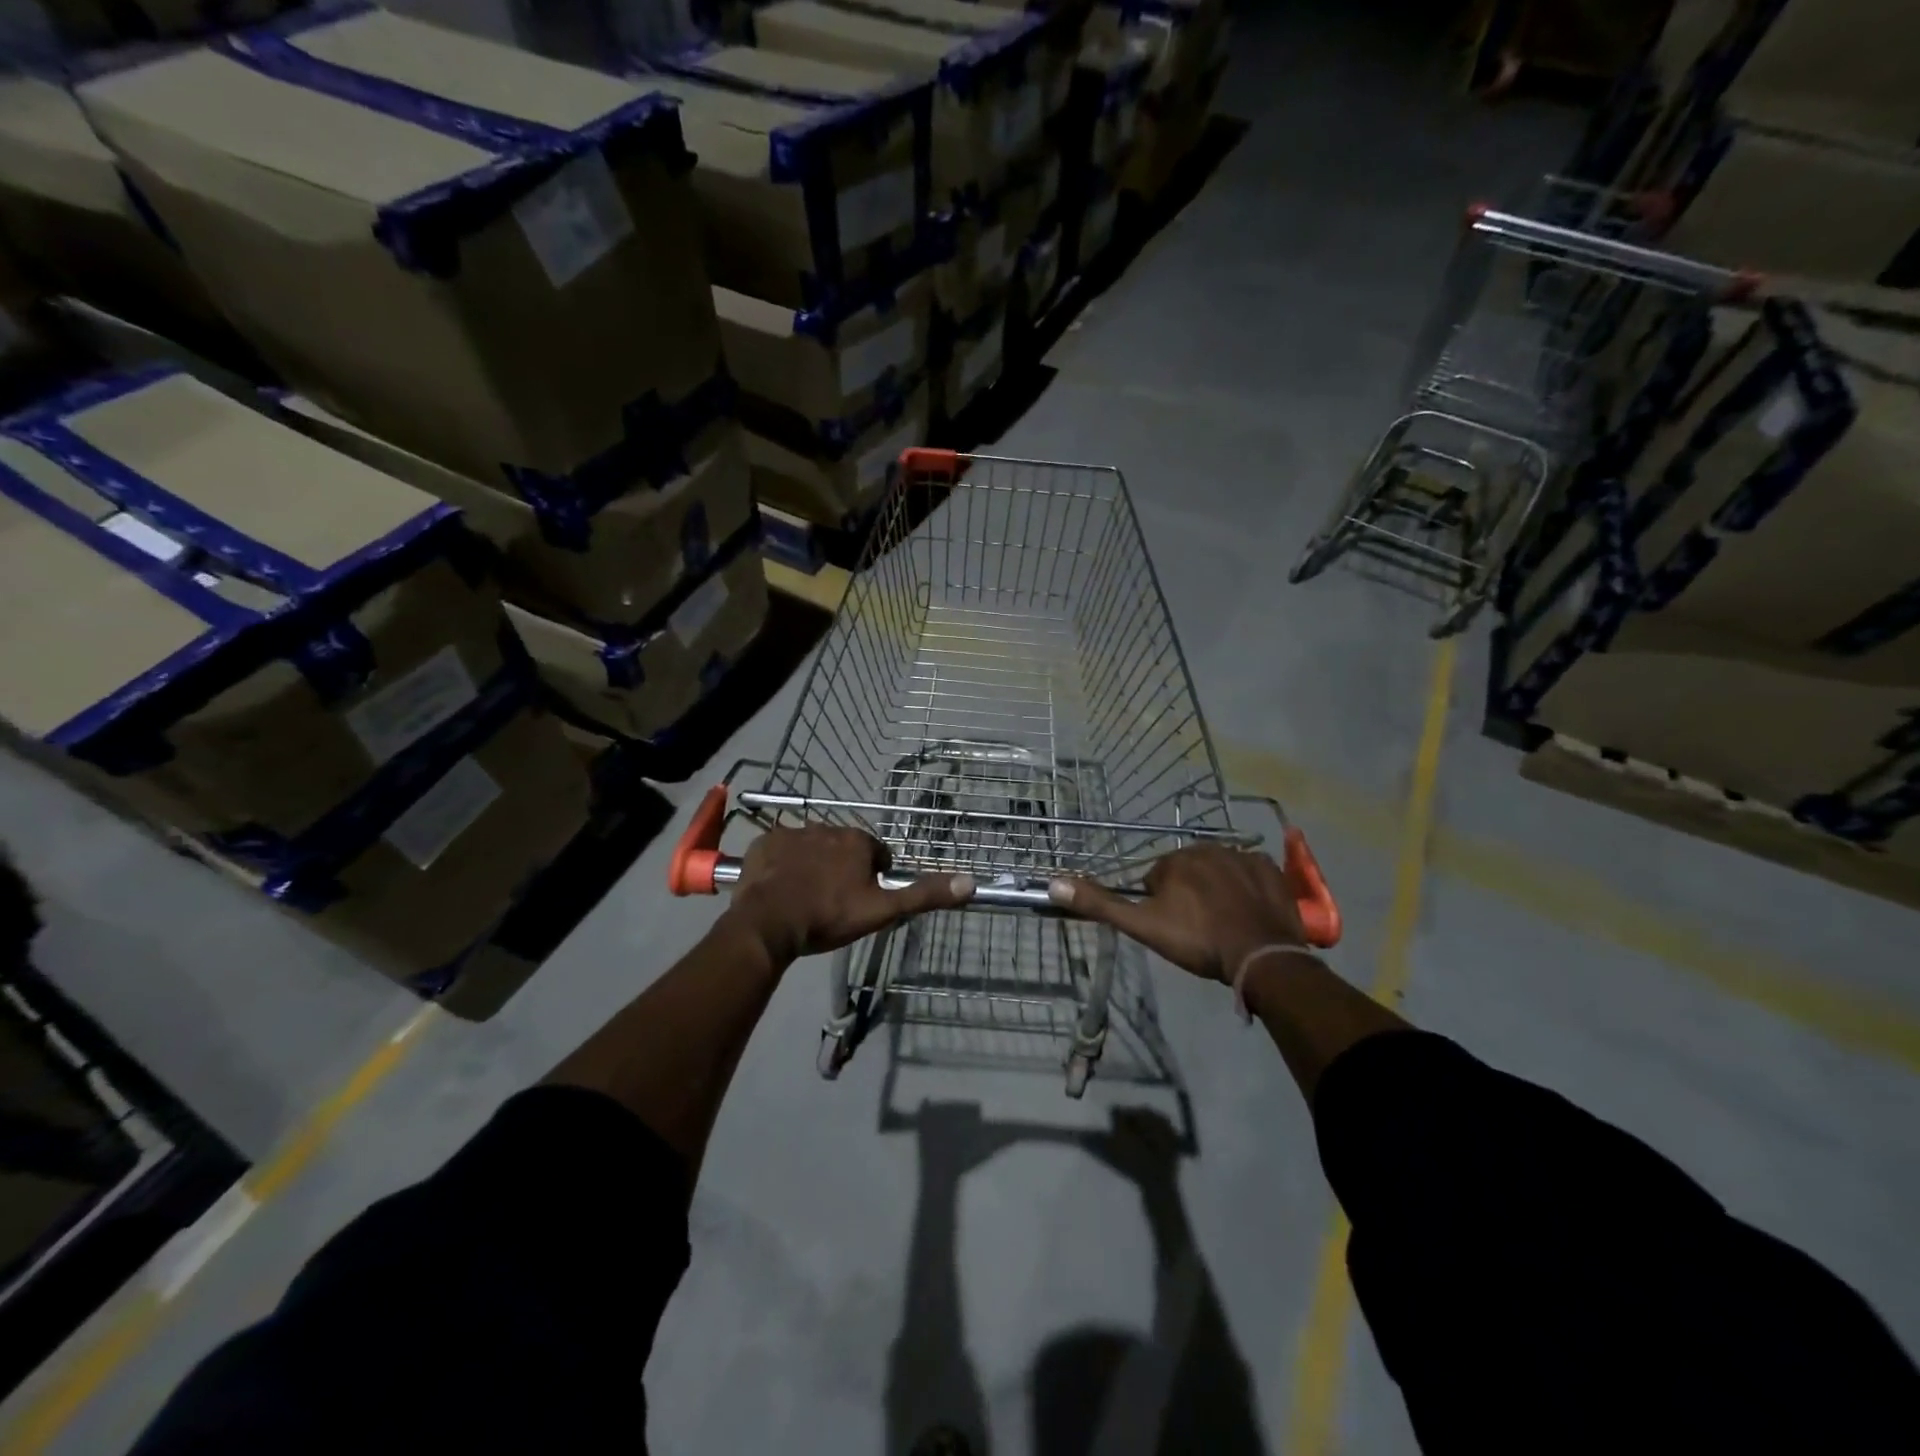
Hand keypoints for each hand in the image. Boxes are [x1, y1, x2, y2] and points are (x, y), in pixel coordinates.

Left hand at [725, 827, 973, 963]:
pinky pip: (781, 850)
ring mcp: (794, 832)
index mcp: (858, 842)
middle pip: (844, 849)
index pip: (876, 855)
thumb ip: (923, 895)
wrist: (769, 923)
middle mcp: (829, 827)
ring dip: (813, 866)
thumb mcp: (881, 910)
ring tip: (806, 898)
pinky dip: (783, 865)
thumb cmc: (829, 916)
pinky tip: (781, 889)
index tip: (861, 902)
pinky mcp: (766, 842)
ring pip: (813, 848)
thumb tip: (970, 883)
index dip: (873, 879)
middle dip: (842, 870)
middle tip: (833, 903)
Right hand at [1048, 846, 1306, 984]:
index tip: (1174, 928)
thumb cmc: (1198, 940)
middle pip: (1188, 872)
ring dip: (1217, 890)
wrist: (1261, 956)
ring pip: (1219, 871)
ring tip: (1224, 924)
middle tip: (1198, 929)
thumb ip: (1100, 904)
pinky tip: (1248, 912)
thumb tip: (1054, 884)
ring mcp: (1243, 856)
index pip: (1156, 879)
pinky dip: (1247, 888)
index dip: (1161, 906)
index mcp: (1174, 860)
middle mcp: (1207, 848)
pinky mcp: (1270, 869)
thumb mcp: (1143, 926)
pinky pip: (1251, 873)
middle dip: (1189, 894)